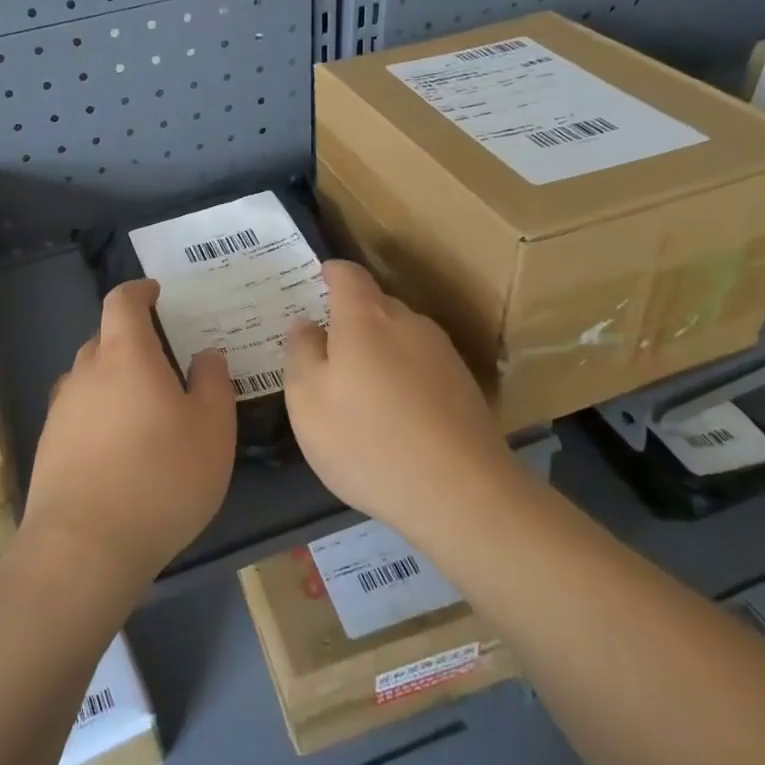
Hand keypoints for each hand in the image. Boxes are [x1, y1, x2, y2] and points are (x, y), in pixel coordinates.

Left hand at [22, 279, 236, 587]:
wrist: (85, 547)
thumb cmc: (162, 477)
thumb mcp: (211, 429)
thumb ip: (212, 383)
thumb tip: (206, 355)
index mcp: (126, 356)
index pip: (122, 302)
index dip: (139, 290)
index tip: (156, 292)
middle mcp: (86, 373)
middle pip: (104, 339)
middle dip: (131, 340)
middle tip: (163, 361)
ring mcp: (61, 411)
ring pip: (89, 378)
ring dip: (113, 379)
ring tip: (142, 408)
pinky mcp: (49, 447)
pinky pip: (78, 414)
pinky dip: (99, 415)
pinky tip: (119, 448)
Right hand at [284, 261, 518, 537]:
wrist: (460, 492)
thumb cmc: (366, 441)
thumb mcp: (307, 401)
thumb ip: (301, 353)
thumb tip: (306, 324)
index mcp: (366, 318)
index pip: (347, 274)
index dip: (329, 272)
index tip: (315, 281)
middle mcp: (409, 323)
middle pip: (376, 304)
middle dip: (351, 318)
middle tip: (327, 350)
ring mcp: (443, 353)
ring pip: (401, 336)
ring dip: (379, 350)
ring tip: (360, 388)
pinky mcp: (464, 385)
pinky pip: (422, 365)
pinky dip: (403, 376)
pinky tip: (395, 414)